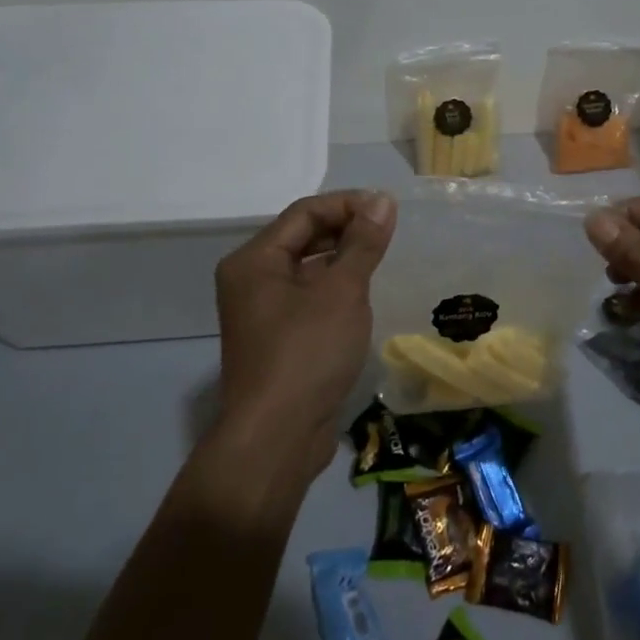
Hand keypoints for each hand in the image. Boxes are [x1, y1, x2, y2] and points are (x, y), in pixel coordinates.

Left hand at [212, 189, 396, 481]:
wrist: (277, 438)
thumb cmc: (307, 353)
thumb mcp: (342, 291)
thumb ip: (363, 243)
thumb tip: (382, 200)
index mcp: (254, 261)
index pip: (305, 213)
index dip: (348, 204)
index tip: (388, 211)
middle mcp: (250, 280)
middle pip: (302, 237)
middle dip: (346, 229)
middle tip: (389, 233)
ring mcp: (262, 311)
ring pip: (307, 268)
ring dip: (342, 258)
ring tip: (381, 258)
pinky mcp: (277, 338)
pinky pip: (308, 296)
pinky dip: (335, 287)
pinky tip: (363, 294)